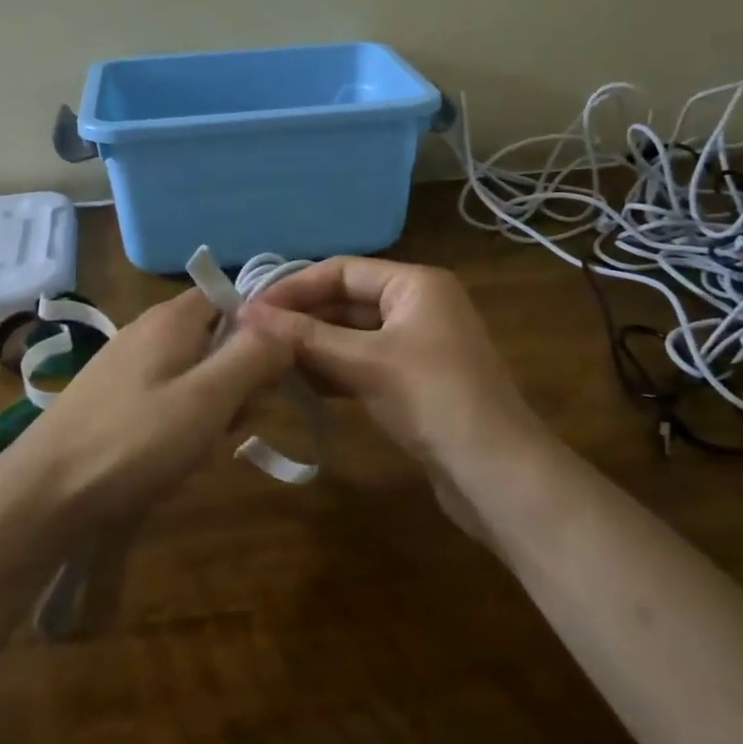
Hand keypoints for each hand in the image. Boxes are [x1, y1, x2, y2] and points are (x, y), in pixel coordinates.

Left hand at [20, 289, 291, 524]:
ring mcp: (124, 362)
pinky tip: (172, 453)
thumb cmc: (135, 441)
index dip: (259, 328)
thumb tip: (287, 327)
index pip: (230, 296)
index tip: (270, 372)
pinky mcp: (110, 395)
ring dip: (211, 402)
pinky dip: (180, 417)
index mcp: (172, 318)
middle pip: (214, 335)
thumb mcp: (209, 399)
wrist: (44, 493)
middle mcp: (147, 328)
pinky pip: (164, 392)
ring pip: (192, 369)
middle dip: (236, 375)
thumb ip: (254, 357)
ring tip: (202, 444)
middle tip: (234, 420)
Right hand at [238, 258, 539, 470]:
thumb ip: (305, 336)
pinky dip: (333, 371)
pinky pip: (363, 364)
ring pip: (352, 336)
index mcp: (415, 283)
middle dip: (301, 319)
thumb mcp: (364, 362)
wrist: (495, 472)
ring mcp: (417, 344)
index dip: (294, 288)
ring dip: (313, 347)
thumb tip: (247, 314)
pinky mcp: (414, 381)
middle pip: (346, 301)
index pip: (342, 271)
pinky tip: (298, 385)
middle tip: (251, 338)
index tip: (250, 309)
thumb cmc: (432, 398)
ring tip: (264, 361)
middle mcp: (418, 305)